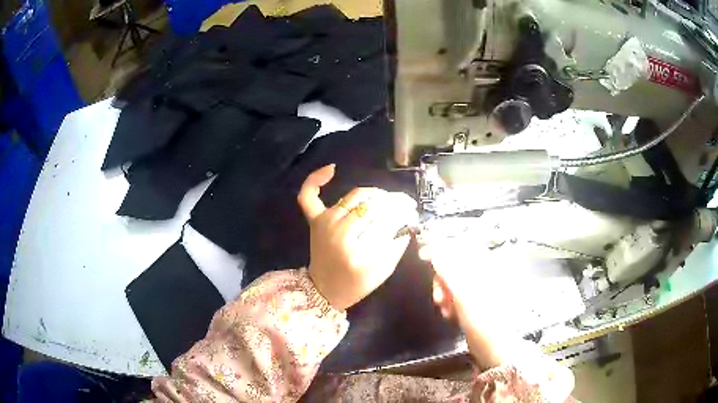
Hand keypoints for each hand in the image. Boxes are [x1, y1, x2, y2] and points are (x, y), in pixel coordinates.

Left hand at [297, 164, 417, 310]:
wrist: (324, 290)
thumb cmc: (355, 285)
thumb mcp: (382, 271)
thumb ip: (396, 245)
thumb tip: (407, 219)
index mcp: (356, 249)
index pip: (386, 219)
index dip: (402, 211)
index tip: (412, 210)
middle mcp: (338, 230)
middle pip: (372, 204)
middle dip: (392, 202)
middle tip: (404, 205)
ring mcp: (324, 222)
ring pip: (354, 196)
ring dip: (374, 194)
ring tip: (386, 200)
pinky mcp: (315, 220)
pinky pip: (309, 195)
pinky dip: (316, 179)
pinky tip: (332, 169)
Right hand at [420, 236, 515, 369]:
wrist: (494, 348)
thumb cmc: (482, 319)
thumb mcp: (462, 293)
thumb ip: (447, 269)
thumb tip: (433, 247)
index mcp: (486, 266)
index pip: (461, 247)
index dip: (441, 248)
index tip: (422, 254)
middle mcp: (483, 273)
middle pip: (454, 265)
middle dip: (441, 278)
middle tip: (438, 295)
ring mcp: (479, 289)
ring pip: (452, 281)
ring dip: (443, 292)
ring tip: (443, 307)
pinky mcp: (474, 303)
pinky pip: (455, 295)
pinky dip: (449, 302)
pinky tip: (449, 314)